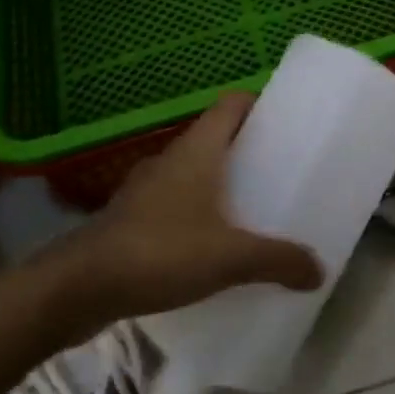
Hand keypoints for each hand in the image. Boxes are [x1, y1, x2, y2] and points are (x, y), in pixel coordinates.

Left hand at [39, 93, 322, 341]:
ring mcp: (145, 188)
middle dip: (247, 149)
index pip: (231, 104)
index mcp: (197, 150)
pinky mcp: (128, 218)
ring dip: (218, 183)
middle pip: (215, 137)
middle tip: (279, 171)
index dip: (259, 104)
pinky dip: (193, 213)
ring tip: (249, 209)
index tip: (286, 122)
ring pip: (192, 171)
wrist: (74, 289)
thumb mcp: (229, 258)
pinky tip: (208, 245)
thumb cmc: (159, 252)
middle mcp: (171, 159)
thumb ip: (277, 260)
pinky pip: (172, 203)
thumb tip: (319, 270)